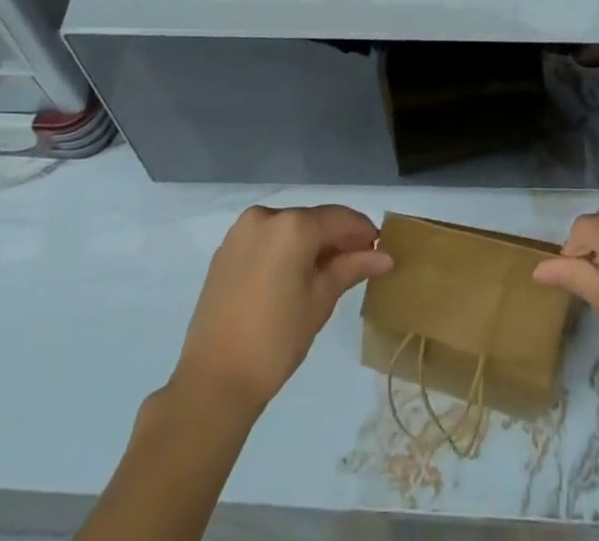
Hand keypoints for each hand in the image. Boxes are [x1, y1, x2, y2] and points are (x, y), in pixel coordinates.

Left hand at [171, 204, 393, 417]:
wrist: (213, 381)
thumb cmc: (275, 341)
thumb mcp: (320, 302)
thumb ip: (351, 268)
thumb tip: (384, 256)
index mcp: (292, 225)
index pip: (338, 218)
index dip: (362, 231)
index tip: (380, 248)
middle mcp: (266, 216)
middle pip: (312, 220)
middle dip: (336, 238)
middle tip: (359, 262)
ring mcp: (241, 231)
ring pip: (288, 228)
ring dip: (310, 243)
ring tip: (328, 272)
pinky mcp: (226, 250)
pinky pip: (266, 239)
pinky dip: (284, 250)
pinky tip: (294, 275)